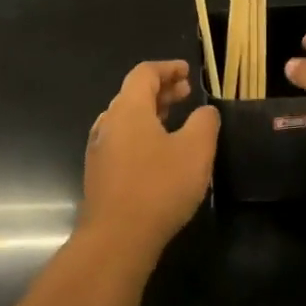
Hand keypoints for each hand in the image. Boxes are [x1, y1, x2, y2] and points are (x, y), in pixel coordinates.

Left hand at [81, 61, 219, 254]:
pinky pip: (122, 141)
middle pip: (133, 94)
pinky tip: (159, 153)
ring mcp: (100, 149)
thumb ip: (204, 122)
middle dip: (161, 90)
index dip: (167, 68)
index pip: (144, 73)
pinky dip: (142, 134)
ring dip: (151, 113)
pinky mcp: (100, 173)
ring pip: (126, 119)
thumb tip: (205, 111)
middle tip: (186, 93)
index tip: (187, 71)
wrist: (117, 237)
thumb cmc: (158, 187)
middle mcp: (108, 123)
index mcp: (128, 109)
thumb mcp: (195, 151)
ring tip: (176, 120)